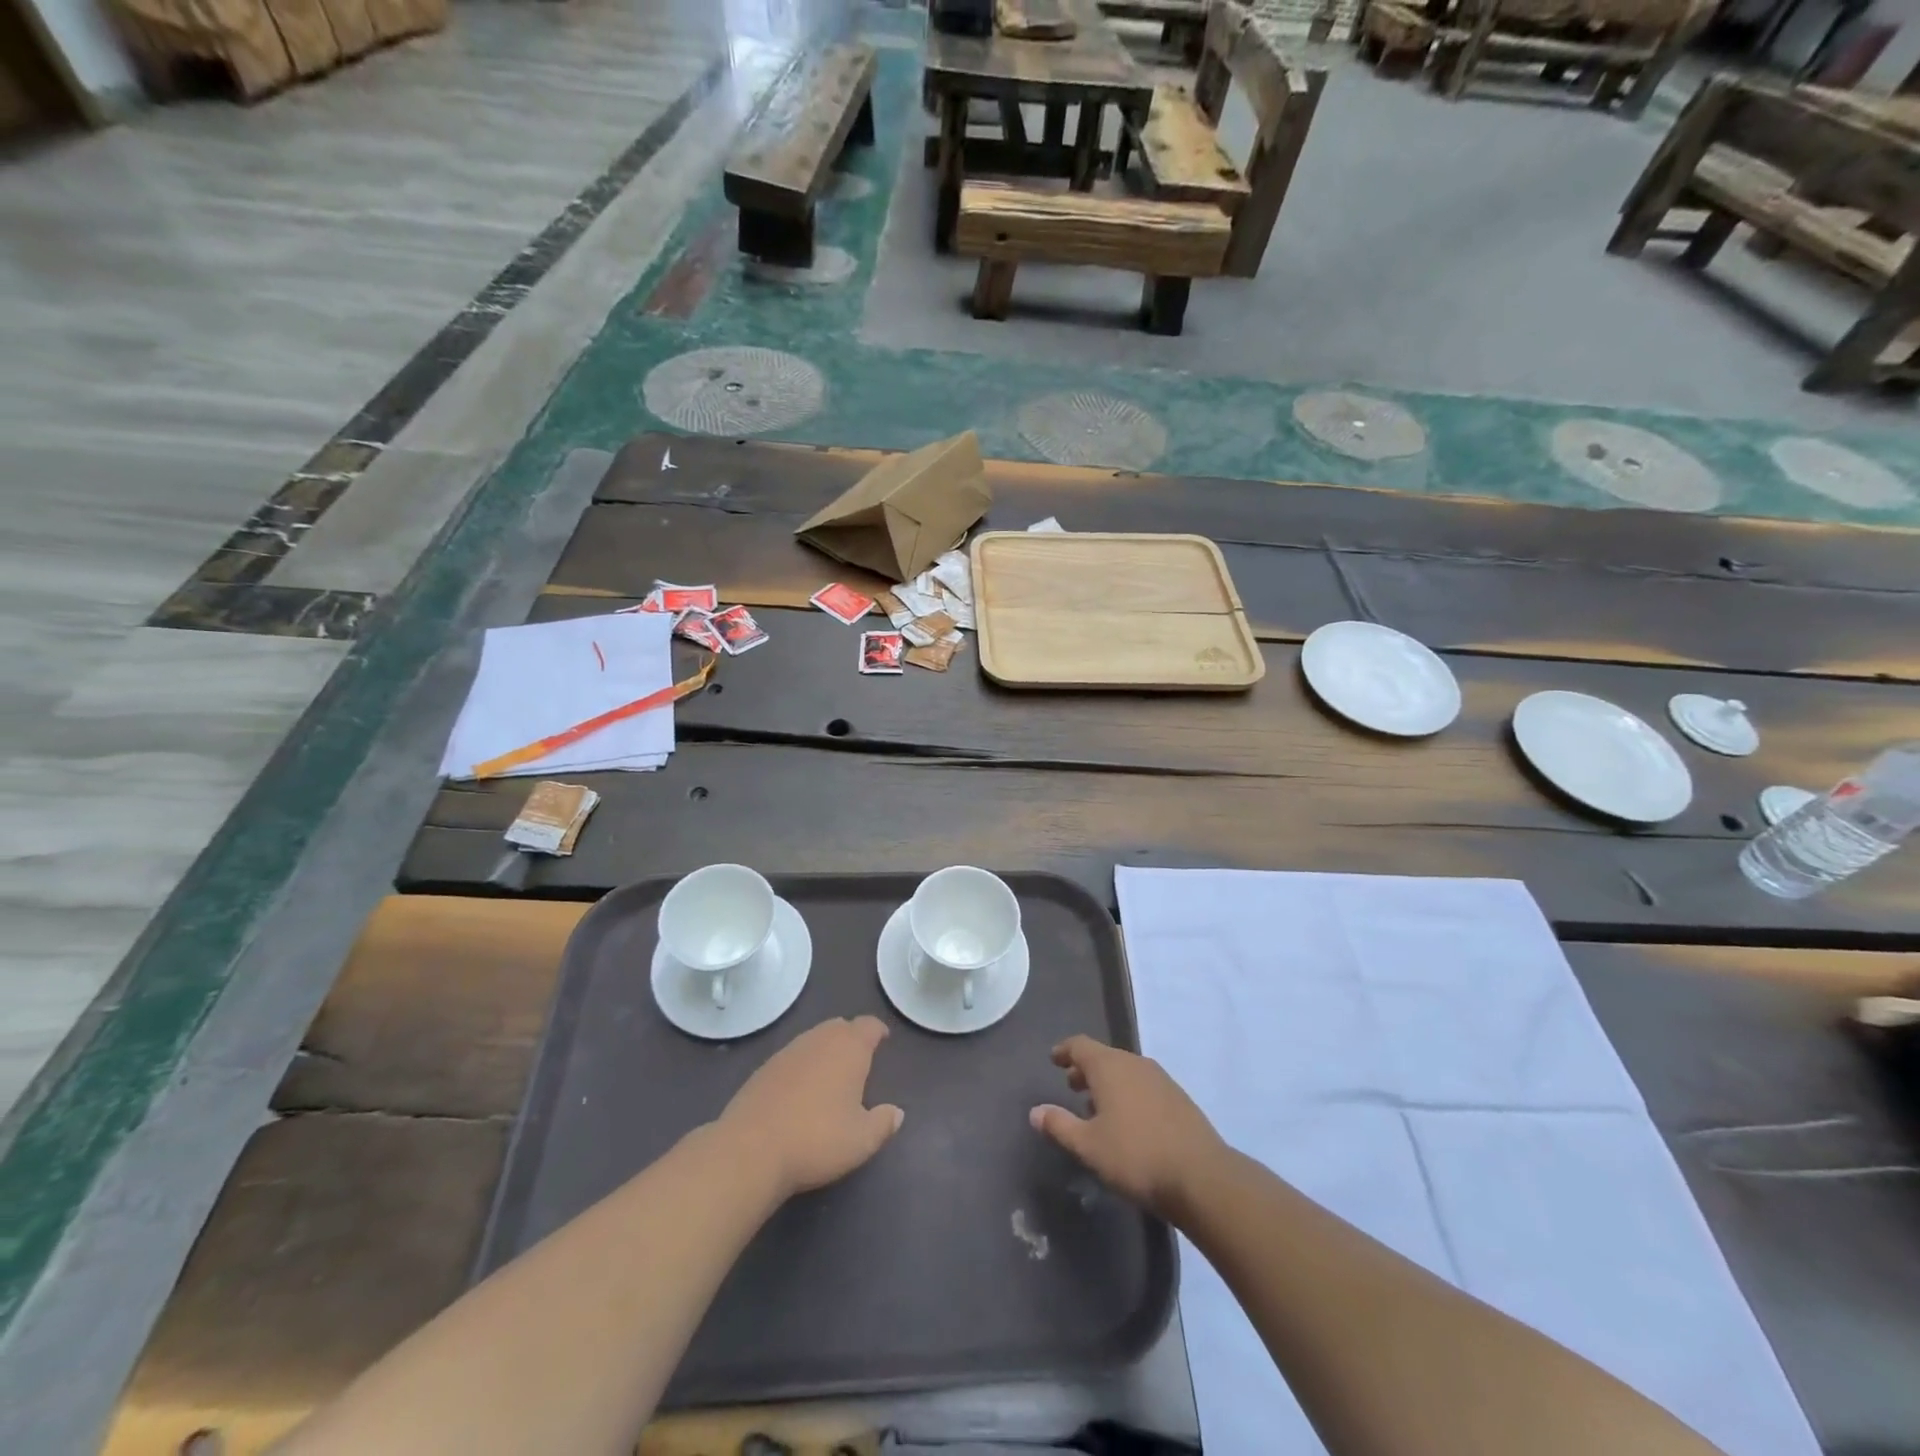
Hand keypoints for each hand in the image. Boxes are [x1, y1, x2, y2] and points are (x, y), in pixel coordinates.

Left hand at [717, 1016, 902, 1198]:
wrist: (751, 1149)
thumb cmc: (817, 1139)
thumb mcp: (862, 1140)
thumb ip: (883, 1123)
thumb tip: (896, 1113)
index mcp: (849, 1048)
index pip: (868, 1025)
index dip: (877, 1031)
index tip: (883, 1040)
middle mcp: (819, 1040)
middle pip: (839, 1026)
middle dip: (851, 1037)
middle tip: (859, 1058)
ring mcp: (788, 1051)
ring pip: (814, 1039)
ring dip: (825, 1049)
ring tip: (831, 1074)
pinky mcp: (764, 1068)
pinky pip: (792, 1056)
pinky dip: (802, 1065)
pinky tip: (800, 1089)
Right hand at [1030, 1035, 1224, 1219]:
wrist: (1202, 1177)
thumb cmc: (1136, 1156)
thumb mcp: (1089, 1146)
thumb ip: (1060, 1125)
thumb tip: (1035, 1111)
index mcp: (1109, 1066)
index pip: (1080, 1045)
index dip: (1065, 1050)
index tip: (1054, 1059)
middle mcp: (1135, 1063)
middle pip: (1104, 1056)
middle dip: (1085, 1069)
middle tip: (1071, 1085)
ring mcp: (1161, 1079)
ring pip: (1126, 1071)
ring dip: (1108, 1082)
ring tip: (1096, 1106)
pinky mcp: (1179, 1098)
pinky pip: (1144, 1085)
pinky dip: (1128, 1093)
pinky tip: (1128, 1120)